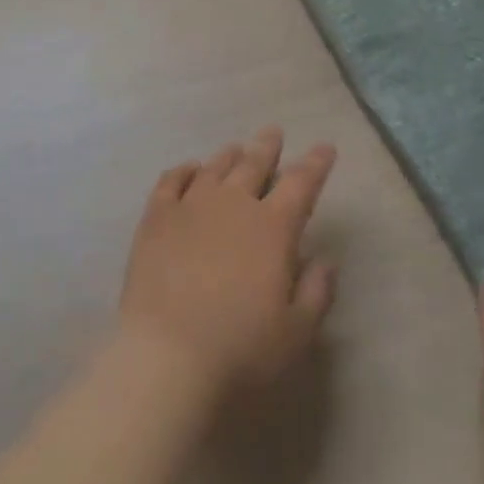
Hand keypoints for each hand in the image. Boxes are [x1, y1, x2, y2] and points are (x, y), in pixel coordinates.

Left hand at [119, 126, 337, 397]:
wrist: (169, 351)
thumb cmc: (240, 348)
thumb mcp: (295, 333)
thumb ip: (315, 292)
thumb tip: (325, 259)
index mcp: (272, 228)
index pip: (301, 185)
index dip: (315, 165)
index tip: (325, 147)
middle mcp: (233, 203)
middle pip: (254, 164)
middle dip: (267, 147)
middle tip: (274, 132)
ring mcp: (192, 204)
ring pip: (215, 167)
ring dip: (229, 156)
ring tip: (236, 148)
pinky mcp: (158, 215)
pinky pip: (171, 180)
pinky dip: (183, 170)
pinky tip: (189, 169)